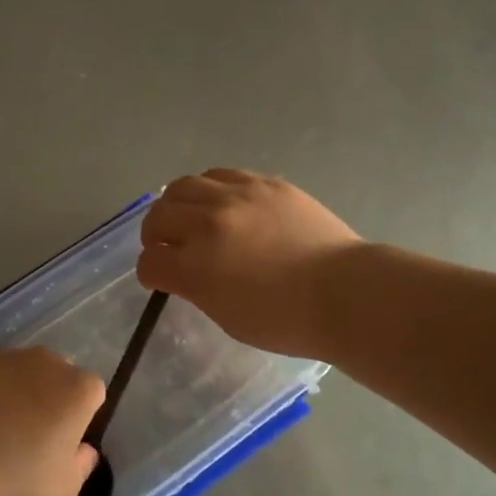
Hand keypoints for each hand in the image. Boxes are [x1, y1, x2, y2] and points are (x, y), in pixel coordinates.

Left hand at [0, 346, 103, 495]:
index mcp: (78, 389)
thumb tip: (84, 450)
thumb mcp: (64, 491)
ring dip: (12, 386)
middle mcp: (47, 361)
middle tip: (28, 432)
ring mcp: (5, 354)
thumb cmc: (17, 482)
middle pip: (55, 373)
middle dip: (47, 395)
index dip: (79, 416)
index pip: (91, 393)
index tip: (63, 441)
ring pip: (17, 367)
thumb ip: (81, 464)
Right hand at [137, 169, 362, 358]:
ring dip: (178, 204)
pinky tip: (223, 202)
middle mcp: (207, 225)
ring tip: (192, 216)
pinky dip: (212, 189)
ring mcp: (236, 197)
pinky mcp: (264, 183)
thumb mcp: (228, 317)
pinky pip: (221, 174)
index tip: (159, 277)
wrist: (345, 292)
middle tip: (168, 245)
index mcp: (195, 268)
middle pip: (158, 216)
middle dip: (155, 235)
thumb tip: (186, 271)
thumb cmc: (287, 321)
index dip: (150, 273)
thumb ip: (198, 288)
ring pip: (183, 186)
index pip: (150, 262)